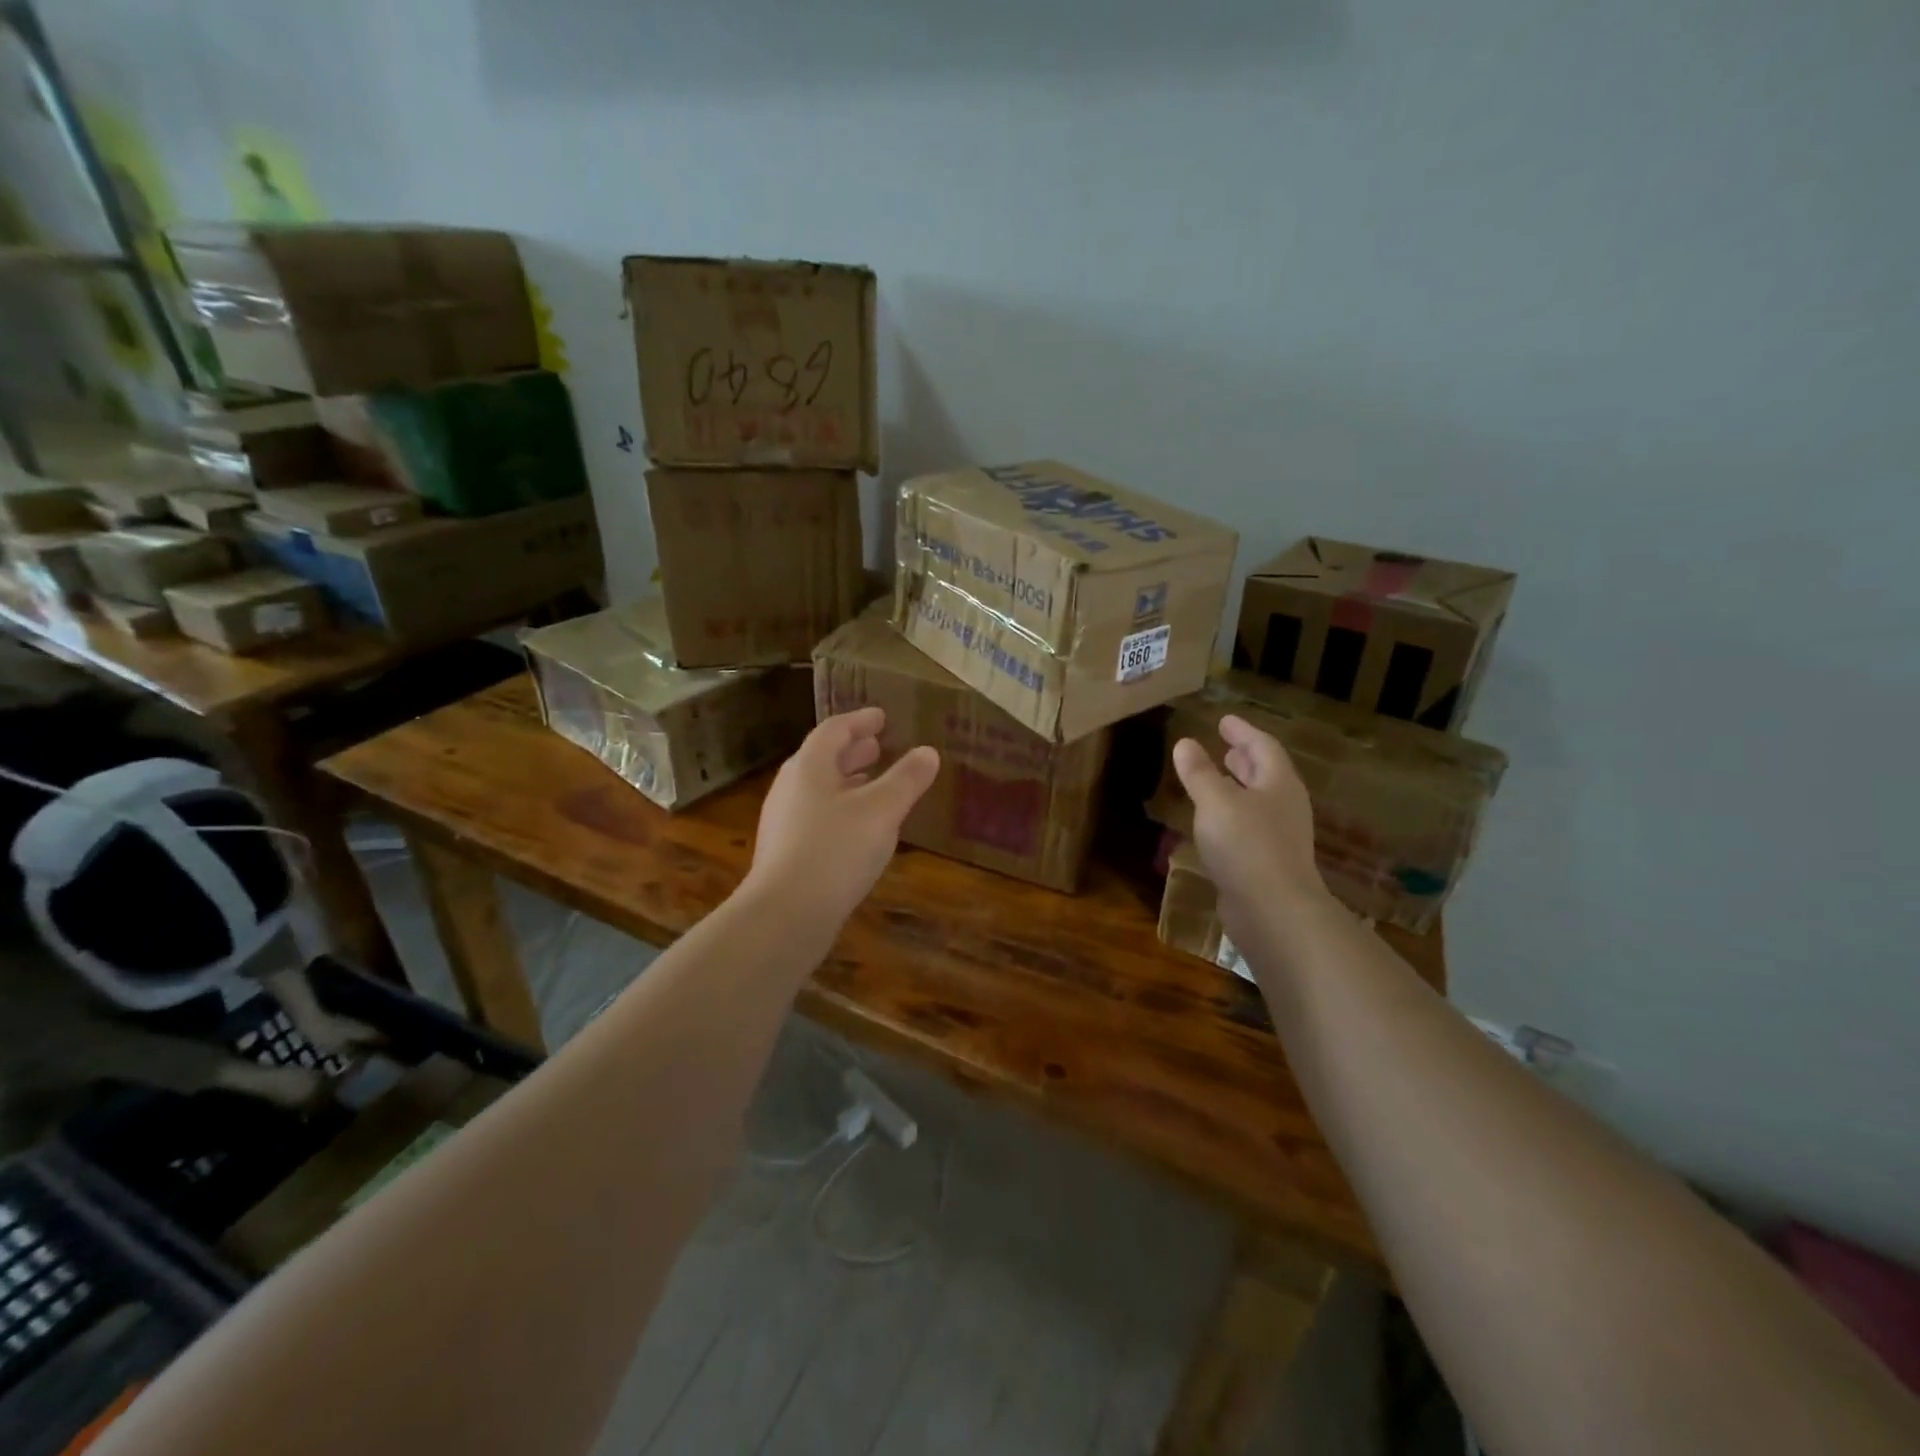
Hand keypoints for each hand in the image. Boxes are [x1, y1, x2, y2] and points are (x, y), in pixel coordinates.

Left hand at [743, 707, 939, 934]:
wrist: (785, 914)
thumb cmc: (835, 850)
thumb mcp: (882, 811)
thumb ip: (906, 779)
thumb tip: (928, 752)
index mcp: (809, 767)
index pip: (834, 730)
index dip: (860, 721)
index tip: (881, 717)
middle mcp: (791, 788)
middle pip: (823, 759)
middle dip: (853, 750)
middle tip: (878, 746)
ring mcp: (784, 822)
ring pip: (819, 790)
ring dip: (847, 781)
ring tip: (873, 783)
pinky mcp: (786, 852)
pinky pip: (817, 816)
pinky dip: (841, 808)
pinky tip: (859, 829)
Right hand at [1172, 715, 1328, 934]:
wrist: (1273, 911)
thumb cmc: (1246, 846)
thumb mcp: (1215, 802)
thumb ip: (1199, 773)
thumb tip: (1185, 743)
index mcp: (1279, 784)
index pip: (1262, 746)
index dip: (1243, 731)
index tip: (1224, 720)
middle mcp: (1284, 806)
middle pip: (1266, 773)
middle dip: (1245, 758)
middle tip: (1226, 746)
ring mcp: (1279, 836)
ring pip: (1257, 800)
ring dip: (1238, 786)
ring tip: (1218, 778)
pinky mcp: (1268, 862)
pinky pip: (1249, 826)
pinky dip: (1232, 813)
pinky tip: (1214, 821)